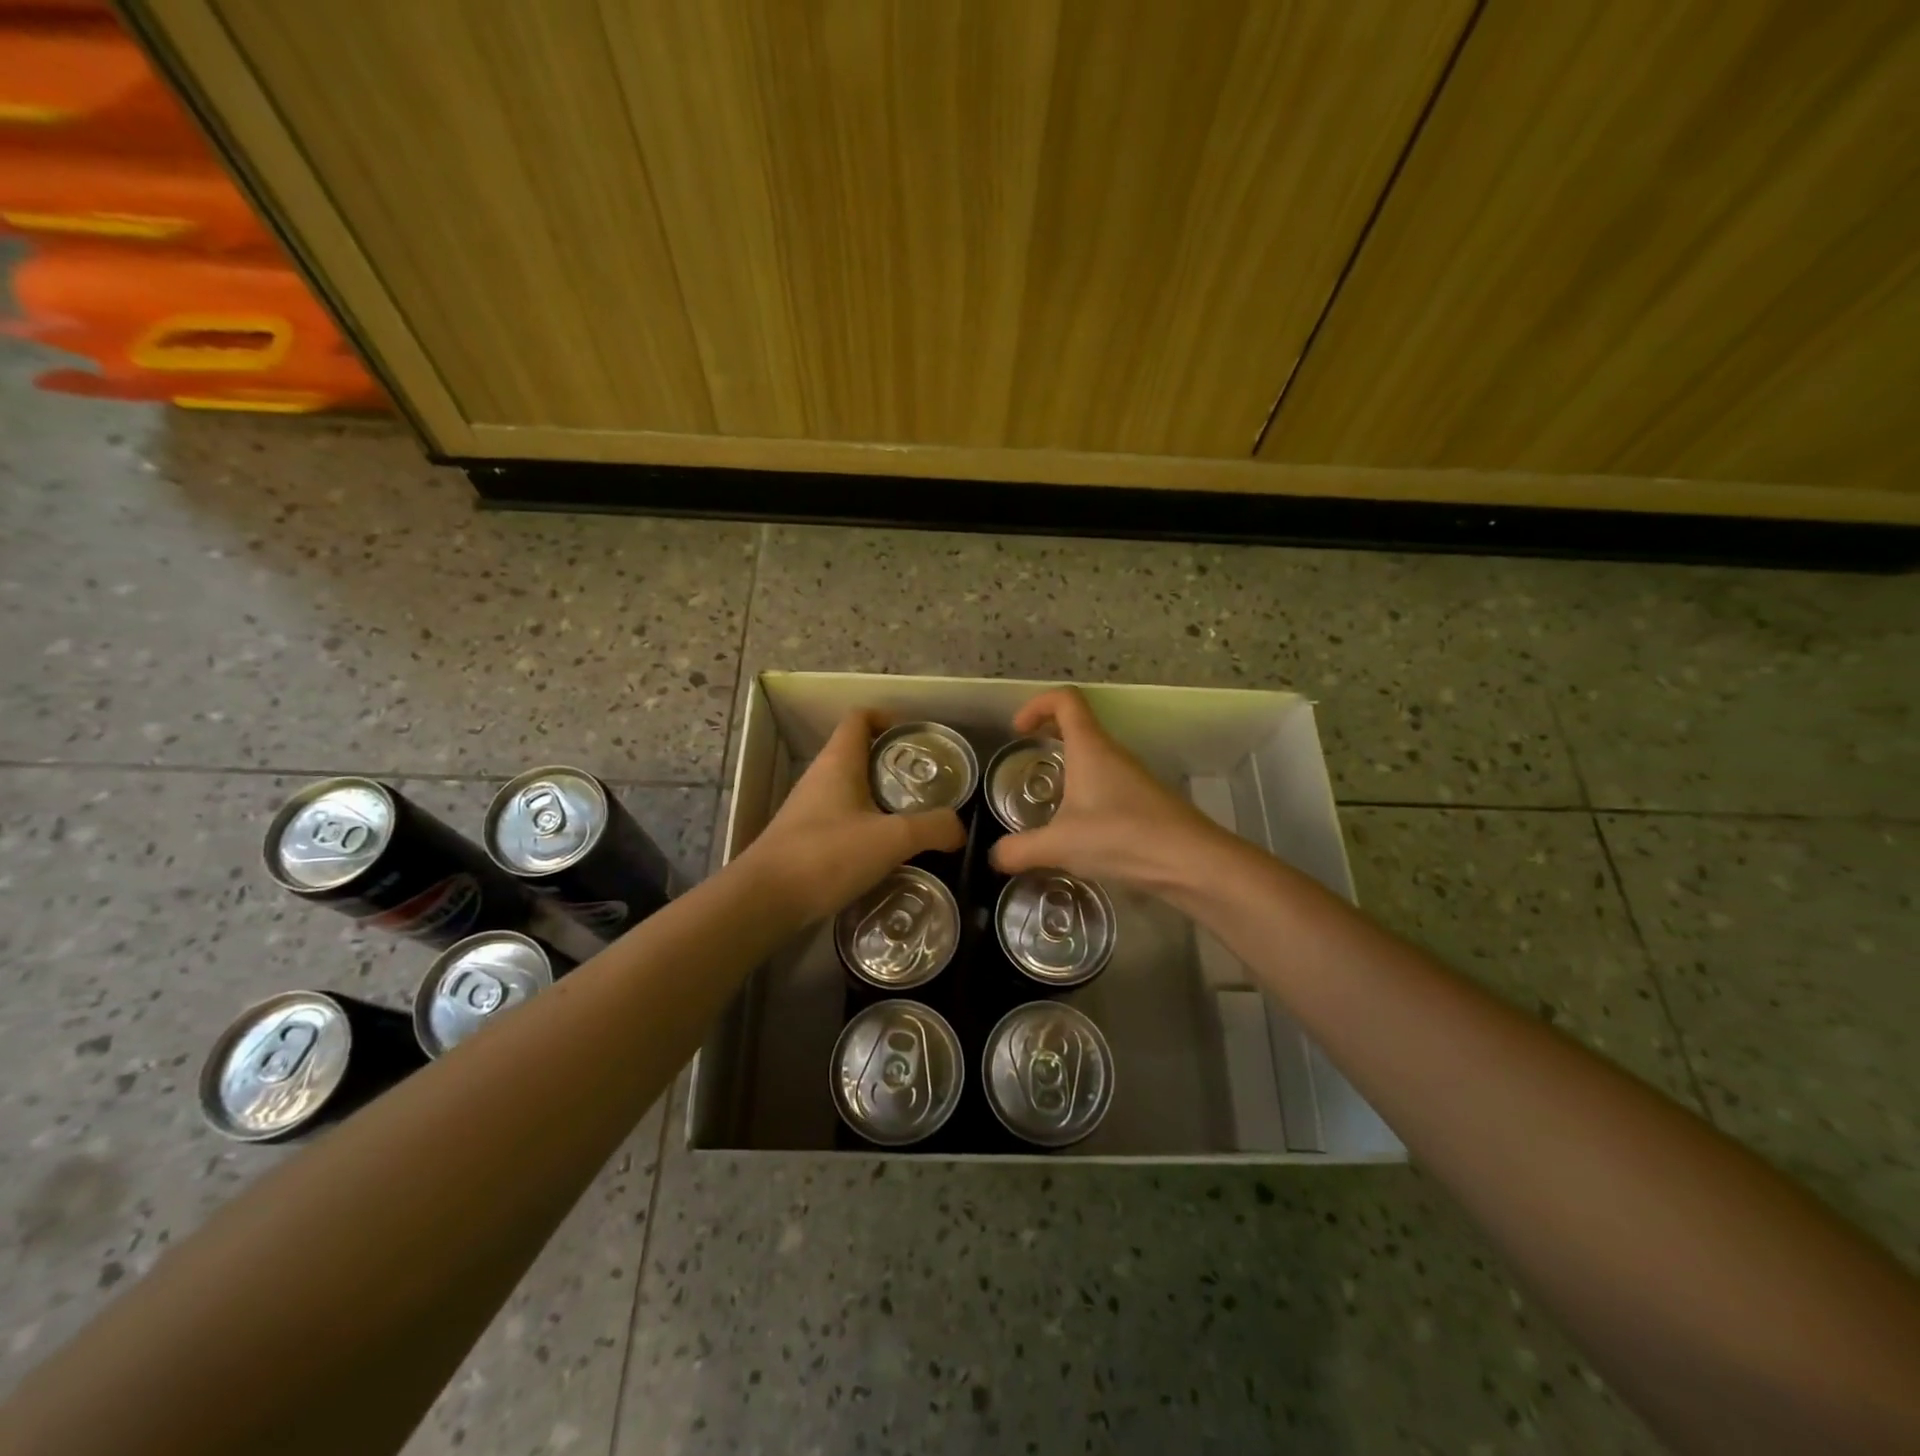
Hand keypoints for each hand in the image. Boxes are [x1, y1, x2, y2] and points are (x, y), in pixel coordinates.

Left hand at [742, 710, 965, 922]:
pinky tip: (887, 851)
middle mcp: (821, 777)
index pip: (861, 719)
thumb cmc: (828, 855)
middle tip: (929, 785)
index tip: (918, 739)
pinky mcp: (806, 838)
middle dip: (895, 764)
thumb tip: (959, 829)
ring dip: (883, 798)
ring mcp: (809, 809)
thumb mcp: (891, 839)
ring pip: (852, 789)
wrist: (766, 900)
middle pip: (860, 754)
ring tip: (916, 818)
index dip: (889, 719)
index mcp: (838, 762)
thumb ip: (932, 828)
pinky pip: (843, 818)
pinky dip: (868, 825)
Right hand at [988, 687, 1228, 890]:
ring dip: (1068, 767)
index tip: (1018, 731)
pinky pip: (1106, 783)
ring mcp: (1131, 777)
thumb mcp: (1060, 846)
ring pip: (1093, 757)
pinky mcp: (1144, 801)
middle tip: (1027, 760)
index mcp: (1090, 747)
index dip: (1037, 705)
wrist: (1191, 862)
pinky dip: (1085, 792)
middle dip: (1048, 735)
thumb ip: (1020, 850)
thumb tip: (994, 857)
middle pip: (1078, 725)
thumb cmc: (1121, 837)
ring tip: (1046, 802)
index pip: (1065, 700)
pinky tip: (1077, 829)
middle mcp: (1112, 753)